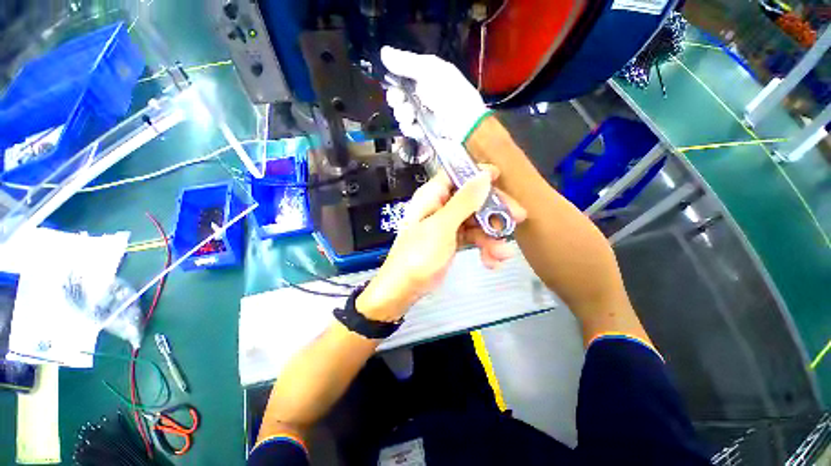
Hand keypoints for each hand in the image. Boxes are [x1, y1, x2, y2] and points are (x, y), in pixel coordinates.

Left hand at [356, 165, 525, 321]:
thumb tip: (483, 175)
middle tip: (519, 217)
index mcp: (432, 196)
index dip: (477, 173)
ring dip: (492, 237)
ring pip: (477, 221)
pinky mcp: (453, 241)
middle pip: (473, 199)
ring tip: (503, 254)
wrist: (405, 288)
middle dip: (495, 210)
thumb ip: (463, 201)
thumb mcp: (441, 227)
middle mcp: (441, 207)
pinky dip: (484, 248)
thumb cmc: (418, 254)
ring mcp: (448, 225)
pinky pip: (474, 238)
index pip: (456, 175)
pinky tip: (492, 262)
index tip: (500, 177)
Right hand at [381, 46, 488, 142]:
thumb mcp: (430, 72)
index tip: (391, 79)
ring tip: (411, 114)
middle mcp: (423, 96)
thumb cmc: (450, 95)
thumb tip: (383, 52)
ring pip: (401, 113)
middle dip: (396, 97)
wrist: (463, 127)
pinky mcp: (423, 133)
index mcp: (428, 77)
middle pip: (399, 95)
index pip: (403, 75)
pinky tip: (415, 125)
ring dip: (402, 113)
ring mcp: (423, 116)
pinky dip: (409, 127)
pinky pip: (408, 129)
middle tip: (401, 99)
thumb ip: (407, 63)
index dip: (394, 77)